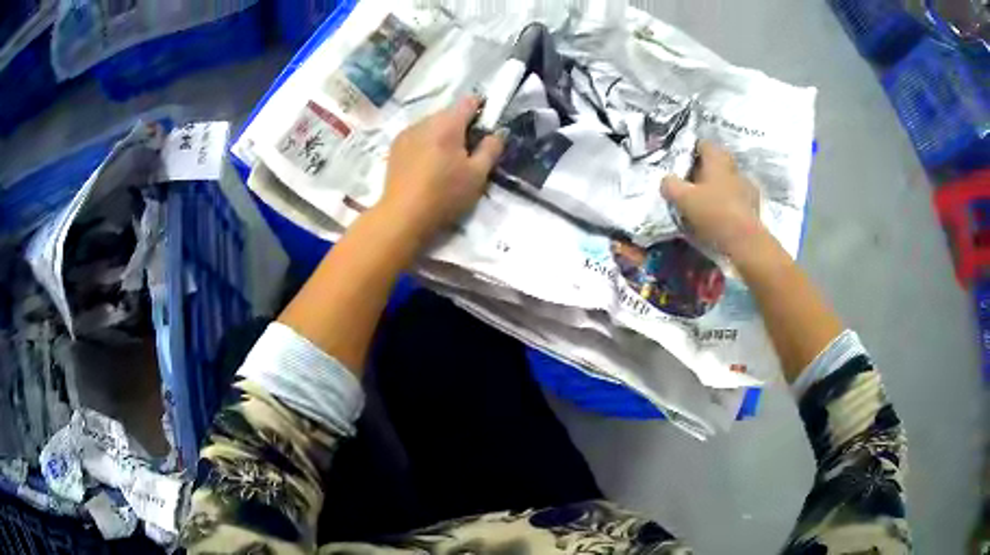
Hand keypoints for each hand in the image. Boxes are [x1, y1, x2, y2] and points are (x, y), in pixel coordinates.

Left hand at [379, 96, 504, 241]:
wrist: (403, 215)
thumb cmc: (444, 194)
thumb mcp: (477, 175)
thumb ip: (491, 149)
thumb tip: (498, 133)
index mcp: (448, 123)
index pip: (469, 101)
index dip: (482, 108)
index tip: (487, 125)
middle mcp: (425, 121)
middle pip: (449, 113)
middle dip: (462, 125)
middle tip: (470, 150)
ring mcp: (406, 133)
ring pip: (432, 124)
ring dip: (442, 134)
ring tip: (447, 159)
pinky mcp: (395, 147)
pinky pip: (417, 136)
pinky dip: (426, 143)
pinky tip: (428, 164)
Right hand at [661, 140, 764, 260]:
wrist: (745, 240)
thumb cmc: (713, 212)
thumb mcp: (683, 198)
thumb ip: (670, 185)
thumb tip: (666, 180)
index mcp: (717, 159)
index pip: (703, 144)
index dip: (690, 150)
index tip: (680, 161)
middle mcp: (733, 167)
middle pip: (716, 161)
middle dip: (703, 169)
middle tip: (689, 181)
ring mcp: (746, 186)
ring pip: (726, 179)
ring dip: (716, 186)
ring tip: (703, 200)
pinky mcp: (753, 205)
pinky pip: (735, 197)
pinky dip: (727, 201)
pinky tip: (719, 213)